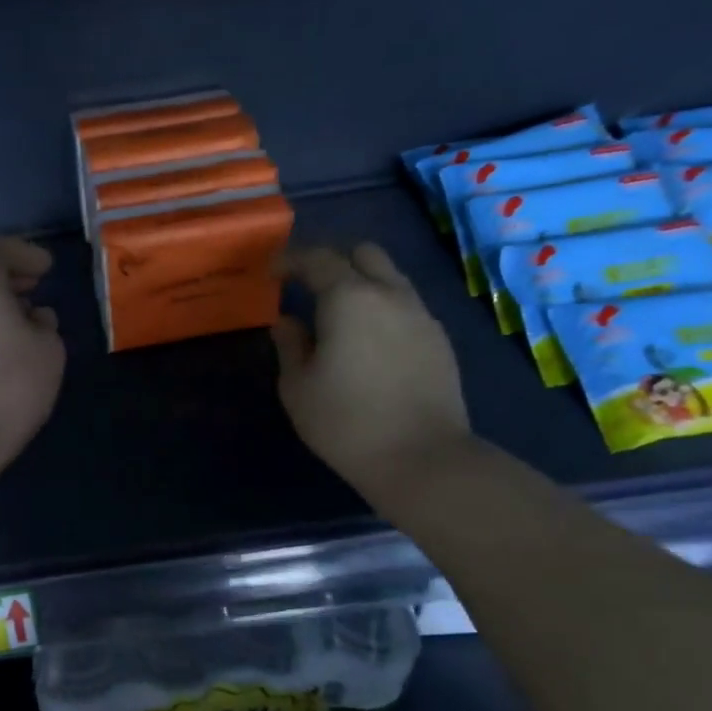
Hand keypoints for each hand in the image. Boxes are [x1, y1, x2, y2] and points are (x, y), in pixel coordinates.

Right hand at [273, 243, 470, 496]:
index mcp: (348, 298)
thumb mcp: (297, 387)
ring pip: (390, 278)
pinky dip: (384, 309)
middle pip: (364, 253)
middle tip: (310, 287)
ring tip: (341, 316)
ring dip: (362, 284)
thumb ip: (290, 345)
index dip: (291, 260)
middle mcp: (389, 294)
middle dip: (334, 262)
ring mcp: (421, 315)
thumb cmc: (344, 422)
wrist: (420, 456)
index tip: (272, 274)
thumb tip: (287, 322)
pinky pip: (406, 306)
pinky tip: (371, 342)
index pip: (318, 259)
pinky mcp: (439, 340)